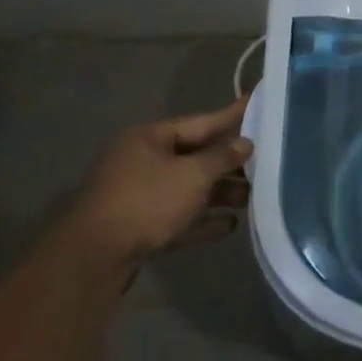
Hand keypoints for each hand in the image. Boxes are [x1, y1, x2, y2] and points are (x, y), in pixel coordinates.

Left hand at [64, 101, 252, 267]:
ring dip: (220, 193)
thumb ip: (223, 157)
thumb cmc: (148, 201)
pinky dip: (203, 219)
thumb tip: (245, 143)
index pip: (201, 122)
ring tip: (252, 197)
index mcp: (150, 138)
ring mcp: (139, 195)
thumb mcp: (193, 174)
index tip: (257, 103)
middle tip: (266, 162)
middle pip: (196, 156)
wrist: (95, 257)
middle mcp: (142, 161)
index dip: (232, 115)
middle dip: (229, 163)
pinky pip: (179, 217)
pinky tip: (230, 225)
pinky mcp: (139, 226)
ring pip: (188, 188)